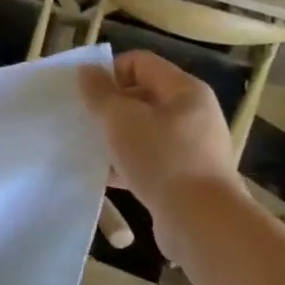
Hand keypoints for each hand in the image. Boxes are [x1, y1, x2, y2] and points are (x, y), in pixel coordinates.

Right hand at [79, 51, 240, 213]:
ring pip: (143, 131)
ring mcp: (192, 147)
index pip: (140, 63)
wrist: (200, 221)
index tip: (84, 95)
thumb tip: (87, 70)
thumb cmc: (161, 159)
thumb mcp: (122, 119)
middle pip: (142, 96)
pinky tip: (104, 176)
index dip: (109, 72)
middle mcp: (193, 113)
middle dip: (109, 107)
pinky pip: (149, 160)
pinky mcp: (185, 177)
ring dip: (115, 137)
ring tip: (90, 149)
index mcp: (184, 90)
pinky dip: (126, 163)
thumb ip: (100, 93)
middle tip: (84, 122)